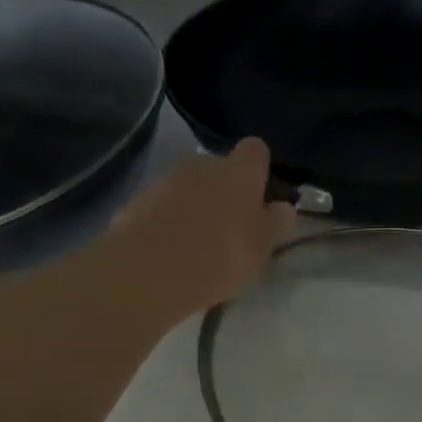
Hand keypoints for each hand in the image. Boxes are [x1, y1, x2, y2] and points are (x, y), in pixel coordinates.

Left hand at [105, 139, 296, 321]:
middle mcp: (203, 164)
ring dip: (198, 206)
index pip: (256, 150)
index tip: (262, 194)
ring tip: (200, 244)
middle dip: (227, 190)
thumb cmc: (220, 256)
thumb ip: (275, 223)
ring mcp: (166, 180)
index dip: (260, 168)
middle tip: (232, 227)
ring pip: (191, 187)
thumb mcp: (261, 248)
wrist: (147, 272)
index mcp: (239, 171)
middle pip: (221, 168)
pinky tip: (172, 251)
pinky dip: (171, 220)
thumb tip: (283, 207)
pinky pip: (164, 205)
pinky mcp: (138, 200)